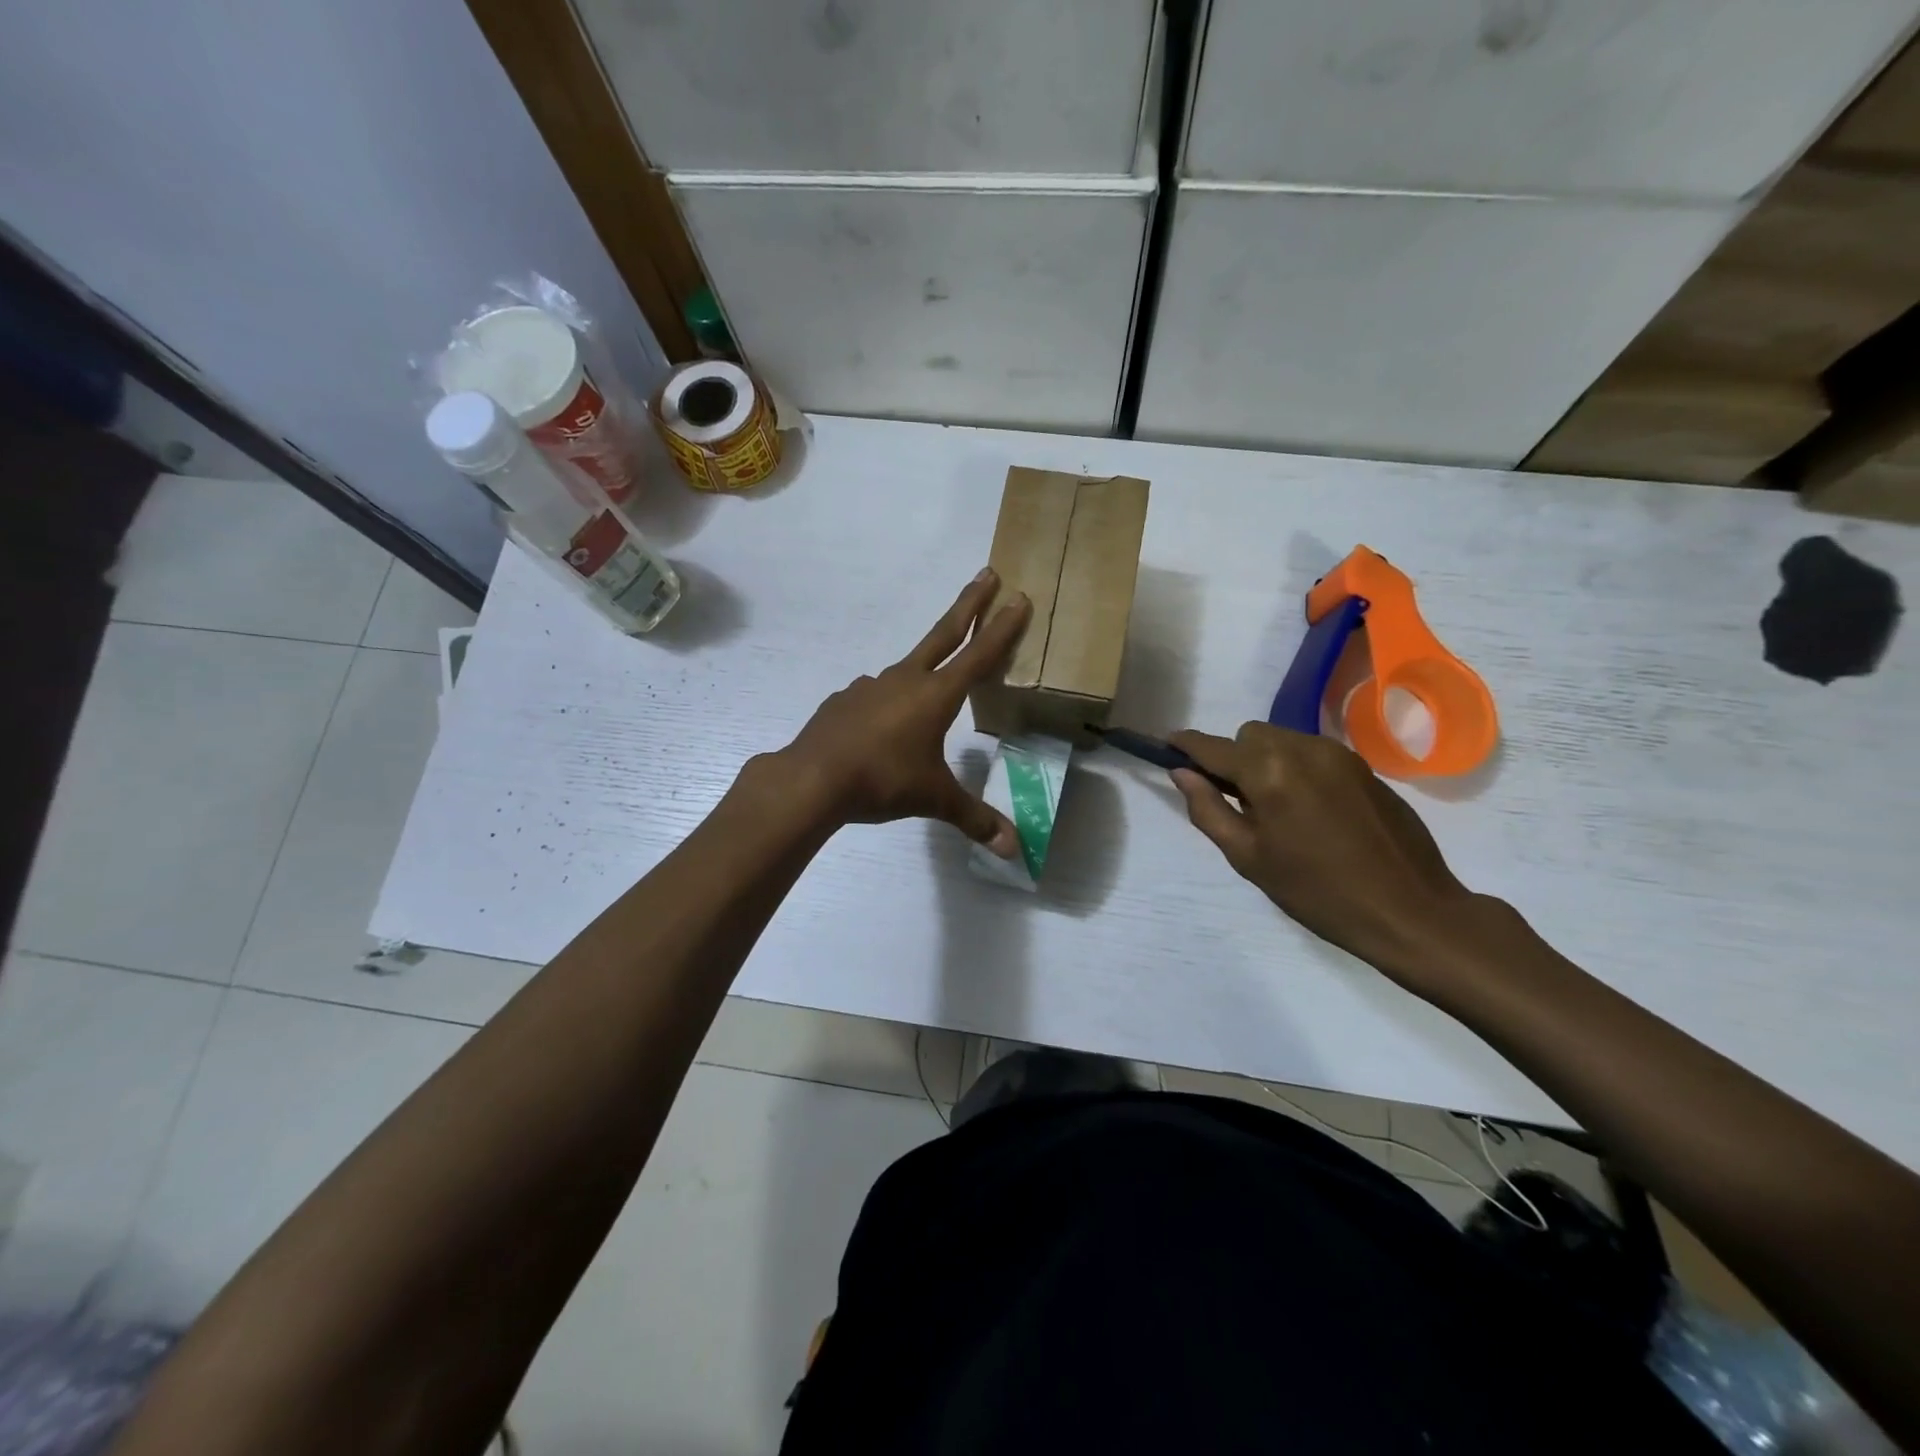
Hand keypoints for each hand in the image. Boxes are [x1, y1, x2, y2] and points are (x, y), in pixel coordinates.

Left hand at [776, 568, 1031, 855]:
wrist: (812, 779)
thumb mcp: (934, 799)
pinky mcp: (844, 700)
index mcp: (935, 696)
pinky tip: (880, 730)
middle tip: (987, 572)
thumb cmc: (882, 782)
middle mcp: (905, 680)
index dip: (1002, 628)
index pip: (978, 655)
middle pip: (943, 634)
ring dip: (922, 671)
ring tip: (925, 701)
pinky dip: (885, 704)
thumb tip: (1013, 851)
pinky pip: (874, 697)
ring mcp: (870, 686)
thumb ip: (974, 820)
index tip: (1019, 597)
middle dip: (969, 604)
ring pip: (906, 672)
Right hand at [1168, 723, 1505, 995]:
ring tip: (1276, 809)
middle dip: (1234, 758)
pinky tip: (1309, 810)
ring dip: (1265, 761)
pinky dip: (1295, 768)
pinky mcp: (1364, 766)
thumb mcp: (1248, 858)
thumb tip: (1183, 774)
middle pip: (1249, 735)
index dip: (1186, 745)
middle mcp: (1303, 748)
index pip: (1214, 747)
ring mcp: (1339, 754)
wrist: (1409, 910)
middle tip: (1237, 802)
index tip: (1167, 745)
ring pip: (1282, 739)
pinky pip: (1312, 753)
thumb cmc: (1318, 892)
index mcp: (1269, 772)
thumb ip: (1208, 809)